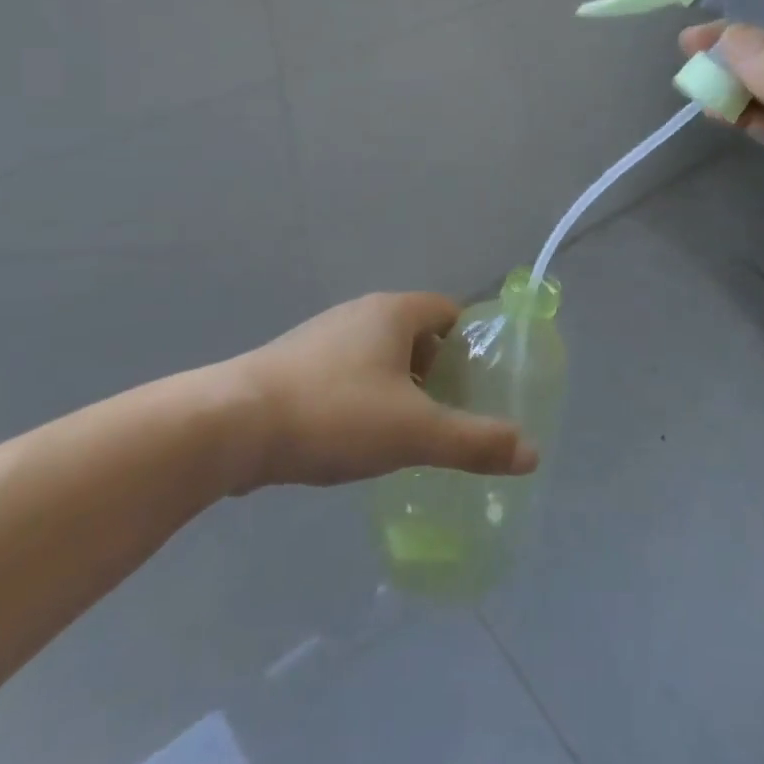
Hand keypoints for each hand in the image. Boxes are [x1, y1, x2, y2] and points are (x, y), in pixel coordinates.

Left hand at [228, 292, 538, 491]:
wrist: (231, 426)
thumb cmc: (335, 414)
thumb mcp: (415, 432)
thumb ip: (475, 442)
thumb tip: (532, 452)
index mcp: (393, 312)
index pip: (450, 312)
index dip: (472, 344)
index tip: (482, 386)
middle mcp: (359, 313)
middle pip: (416, 335)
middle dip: (438, 372)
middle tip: (451, 416)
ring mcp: (322, 337)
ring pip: (379, 356)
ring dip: (400, 388)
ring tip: (409, 434)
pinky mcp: (294, 364)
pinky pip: (347, 374)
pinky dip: (365, 397)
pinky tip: (358, 438)